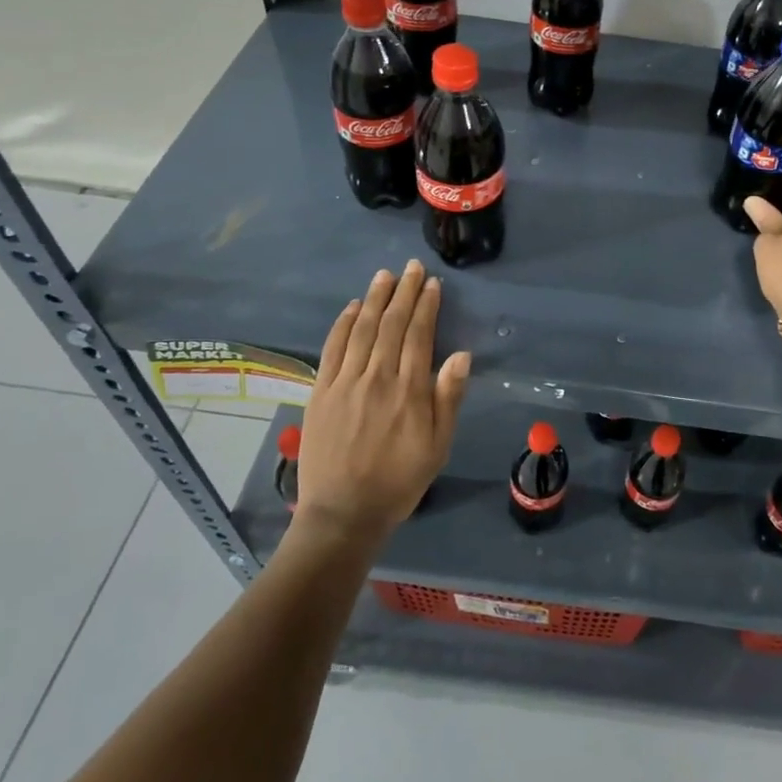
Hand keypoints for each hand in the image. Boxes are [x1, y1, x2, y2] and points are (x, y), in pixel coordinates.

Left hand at [295, 260, 470, 539]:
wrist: (343, 513)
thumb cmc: (399, 481)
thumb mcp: (438, 446)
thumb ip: (448, 398)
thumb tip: (461, 355)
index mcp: (409, 390)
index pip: (418, 335)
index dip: (426, 306)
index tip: (432, 284)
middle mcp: (377, 377)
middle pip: (391, 324)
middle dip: (404, 292)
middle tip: (412, 267)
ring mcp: (345, 382)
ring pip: (362, 329)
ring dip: (375, 299)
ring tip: (385, 275)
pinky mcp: (321, 391)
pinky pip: (333, 348)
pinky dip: (343, 324)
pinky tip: (352, 307)